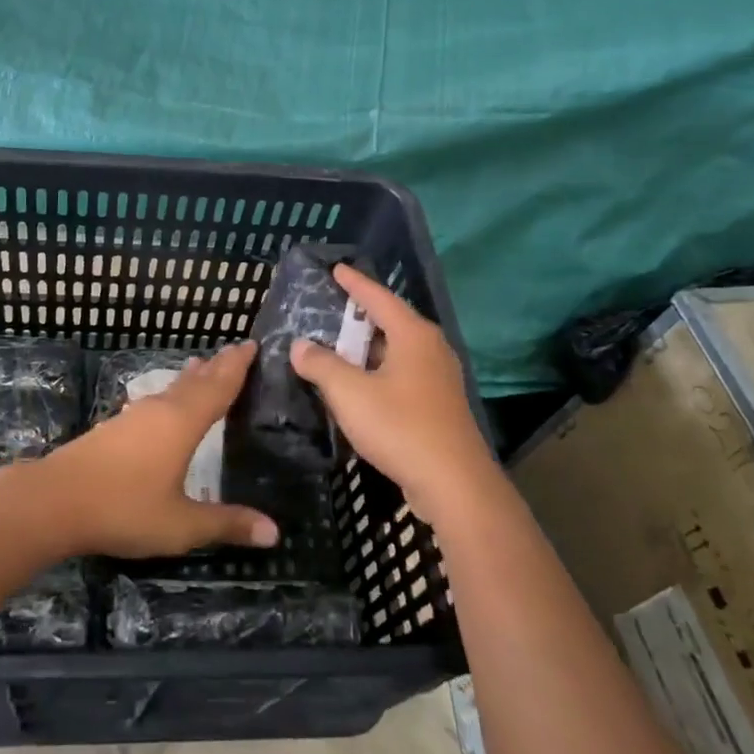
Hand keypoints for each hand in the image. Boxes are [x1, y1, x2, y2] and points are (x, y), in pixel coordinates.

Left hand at [27, 342, 279, 557]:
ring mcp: (133, 417)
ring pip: (171, 389)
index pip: (218, 387)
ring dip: (191, 378)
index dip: (237, 366)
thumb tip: (274, 532)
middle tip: (236, 349)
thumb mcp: (181, 524)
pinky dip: (171, 394)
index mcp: (182, 423)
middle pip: (195, 381)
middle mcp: (159, 410)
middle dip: (217, 366)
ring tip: (202, 366)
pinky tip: (162, 405)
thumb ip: (225, 523)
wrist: (54, 499)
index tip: (251, 344)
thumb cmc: (124, 508)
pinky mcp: (113, 428)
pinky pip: (153, 401)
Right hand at [289, 264, 498, 526]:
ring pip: (396, 351)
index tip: (336, 269)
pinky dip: (377, 372)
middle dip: (359, 316)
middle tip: (330, 308)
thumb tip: (300, 346)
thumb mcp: (349, 393)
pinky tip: (358, 386)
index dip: (355, 283)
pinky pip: (402, 375)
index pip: (379, 297)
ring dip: (367, 349)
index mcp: (413, 335)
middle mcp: (430, 349)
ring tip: (337, 346)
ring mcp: (438, 378)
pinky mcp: (438, 405)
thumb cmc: (400, 427)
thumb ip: (321, 365)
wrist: (453, 483)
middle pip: (390, 322)